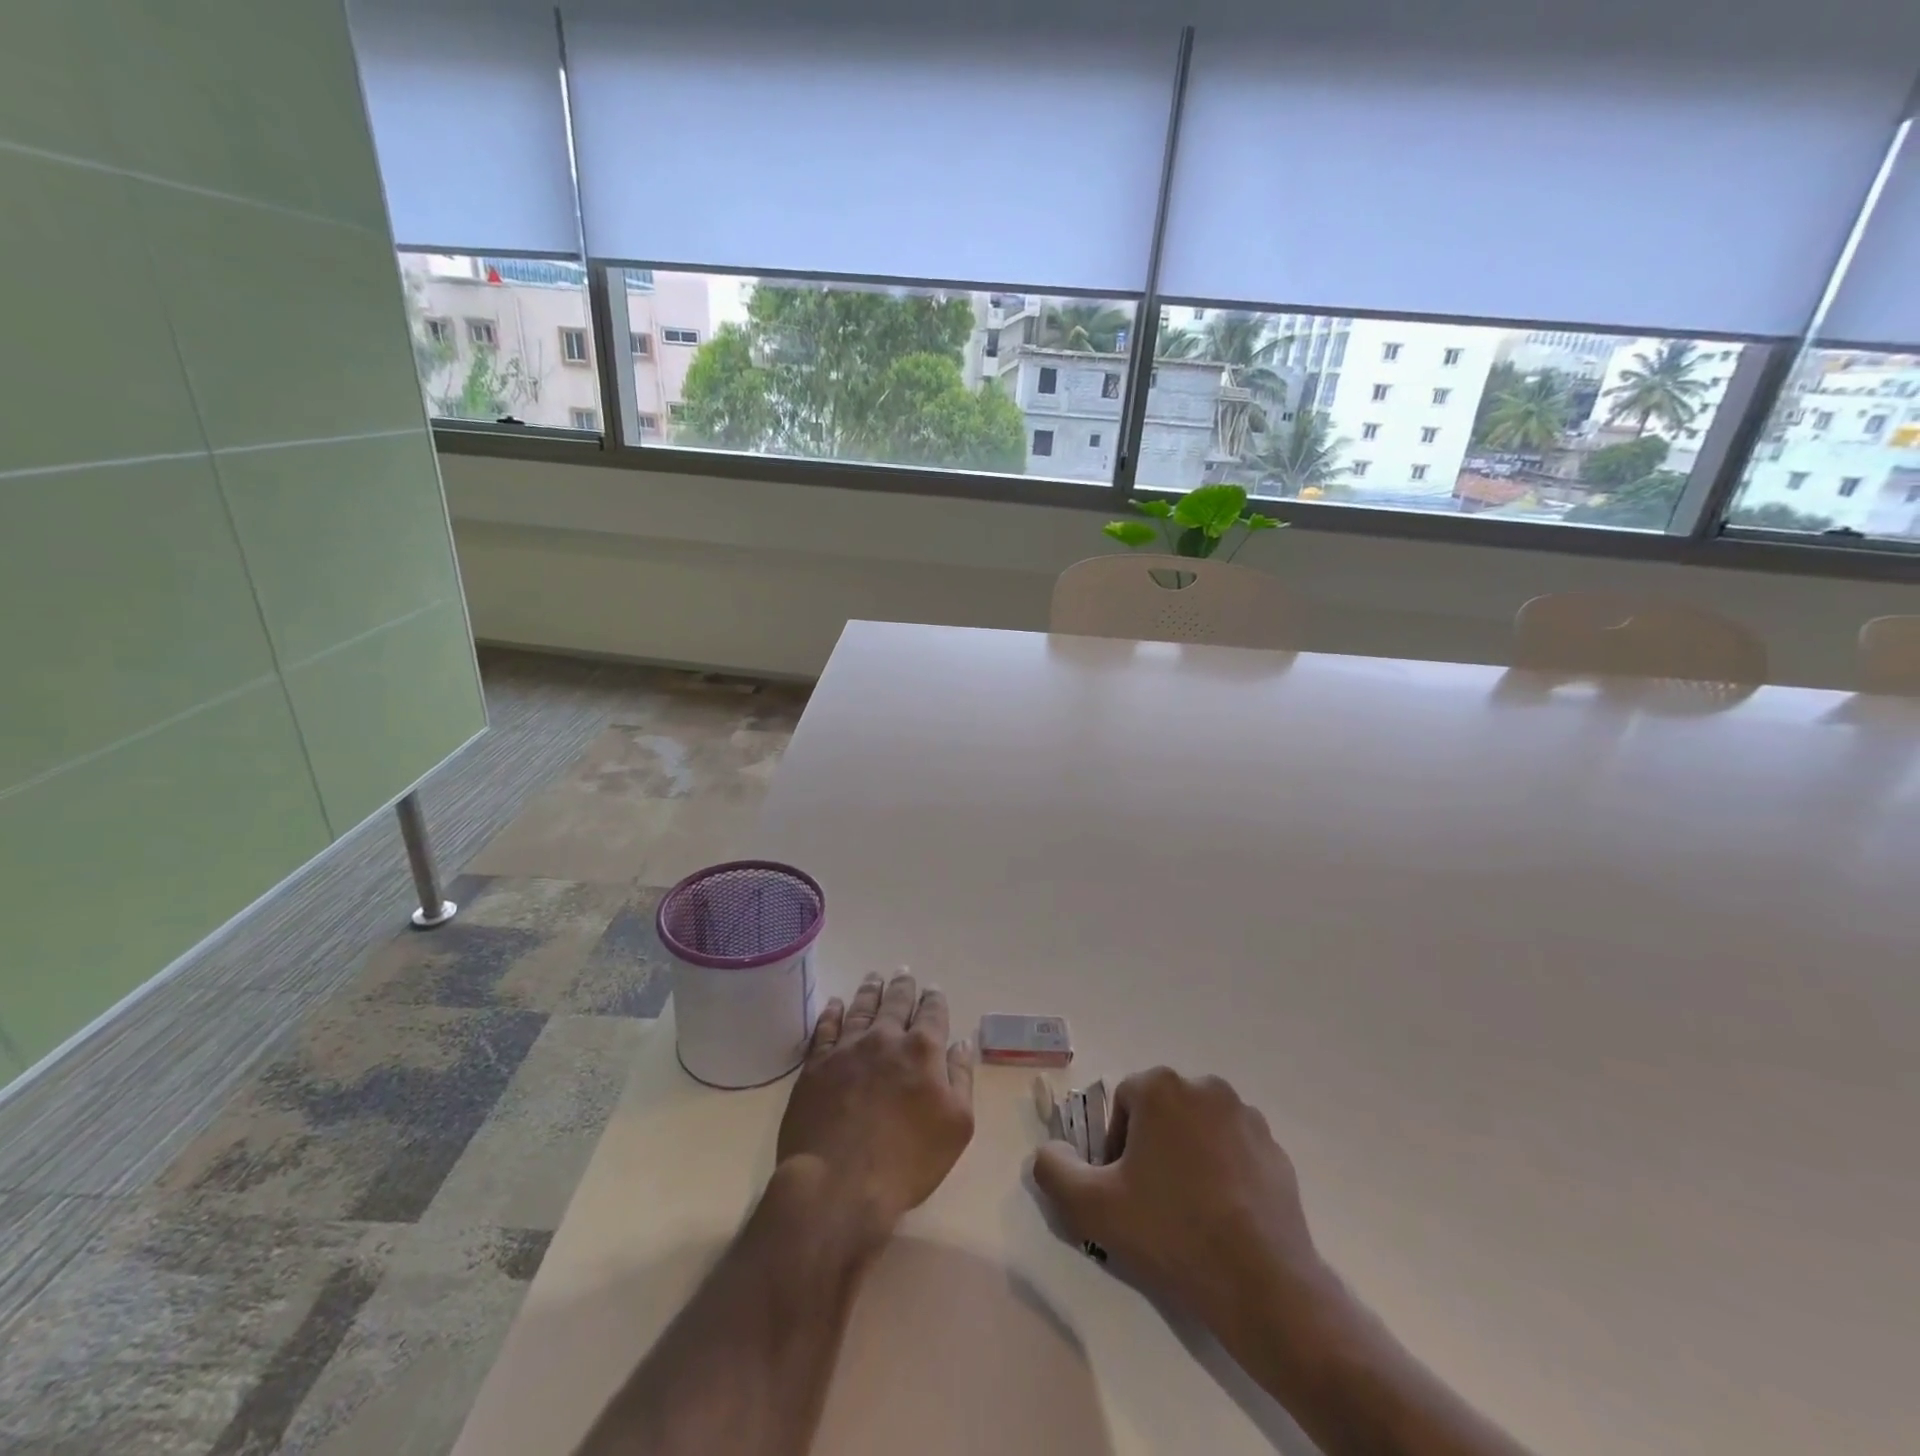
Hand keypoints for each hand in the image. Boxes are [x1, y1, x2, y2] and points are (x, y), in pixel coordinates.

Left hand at [776, 972, 974, 1239]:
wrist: (837, 1184)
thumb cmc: (906, 1162)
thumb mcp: (956, 1126)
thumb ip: (961, 1078)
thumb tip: (960, 1043)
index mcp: (923, 1050)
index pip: (932, 1013)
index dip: (934, 1000)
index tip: (933, 990)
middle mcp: (885, 1038)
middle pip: (896, 1002)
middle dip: (903, 987)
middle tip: (903, 972)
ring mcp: (847, 1048)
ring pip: (861, 1008)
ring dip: (870, 991)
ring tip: (874, 978)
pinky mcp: (816, 1065)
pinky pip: (826, 1028)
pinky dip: (832, 1012)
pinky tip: (835, 1004)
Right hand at [1031, 1068, 1332, 1342]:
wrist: (1261, 1283)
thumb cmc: (1171, 1231)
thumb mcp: (1091, 1206)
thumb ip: (1053, 1169)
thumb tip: (1050, 1149)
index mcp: (1162, 1087)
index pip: (1123, 1102)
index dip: (1115, 1145)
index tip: (1121, 1188)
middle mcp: (1206, 1087)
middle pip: (1162, 1112)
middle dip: (1151, 1147)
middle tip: (1150, 1200)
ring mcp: (1247, 1117)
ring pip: (1199, 1129)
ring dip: (1187, 1157)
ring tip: (1188, 1211)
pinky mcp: (1276, 1151)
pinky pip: (1235, 1151)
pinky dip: (1223, 1172)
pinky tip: (1222, 1217)